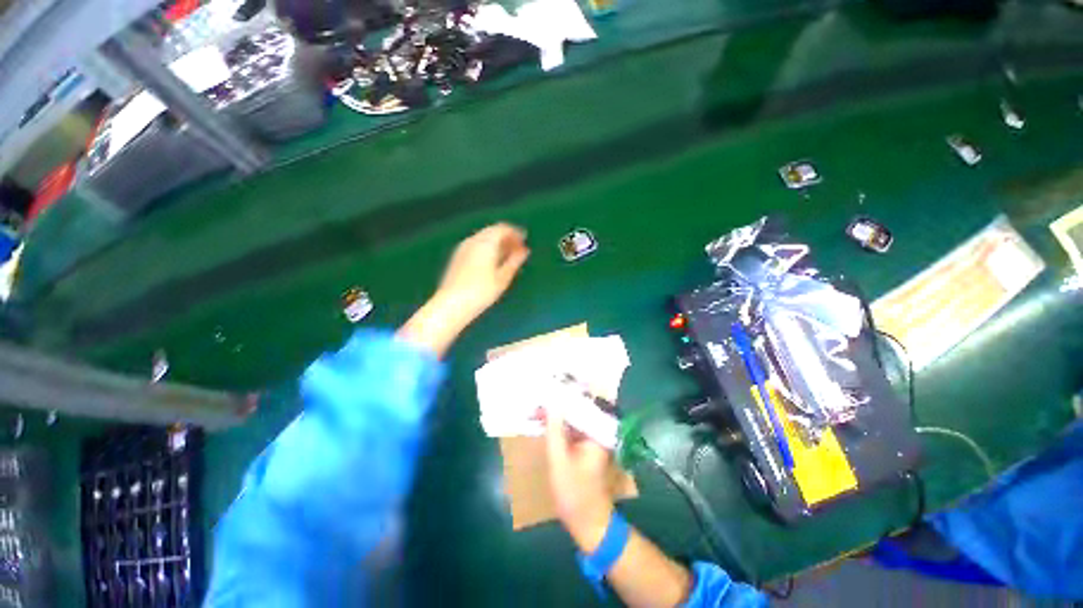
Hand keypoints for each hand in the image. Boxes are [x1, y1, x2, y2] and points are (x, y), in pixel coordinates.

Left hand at [398, 223, 529, 356]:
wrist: (452, 304)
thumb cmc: (481, 291)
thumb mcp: (503, 278)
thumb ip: (514, 261)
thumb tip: (524, 251)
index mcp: (486, 242)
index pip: (503, 228)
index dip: (515, 233)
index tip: (524, 241)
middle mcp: (473, 240)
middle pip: (492, 231)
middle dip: (506, 238)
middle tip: (517, 249)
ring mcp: (463, 248)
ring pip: (483, 238)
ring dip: (496, 243)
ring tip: (506, 257)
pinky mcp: (457, 257)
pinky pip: (476, 245)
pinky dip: (487, 248)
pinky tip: (491, 263)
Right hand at [545, 407, 614, 552]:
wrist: (588, 522)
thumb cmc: (574, 493)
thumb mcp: (559, 460)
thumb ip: (555, 431)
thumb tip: (551, 403)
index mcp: (598, 433)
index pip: (582, 404)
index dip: (564, 396)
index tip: (546, 391)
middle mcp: (599, 432)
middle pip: (578, 409)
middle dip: (558, 404)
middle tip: (538, 401)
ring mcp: (593, 439)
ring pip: (574, 419)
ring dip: (557, 415)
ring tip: (538, 410)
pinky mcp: (587, 447)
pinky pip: (573, 429)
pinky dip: (559, 426)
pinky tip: (545, 423)